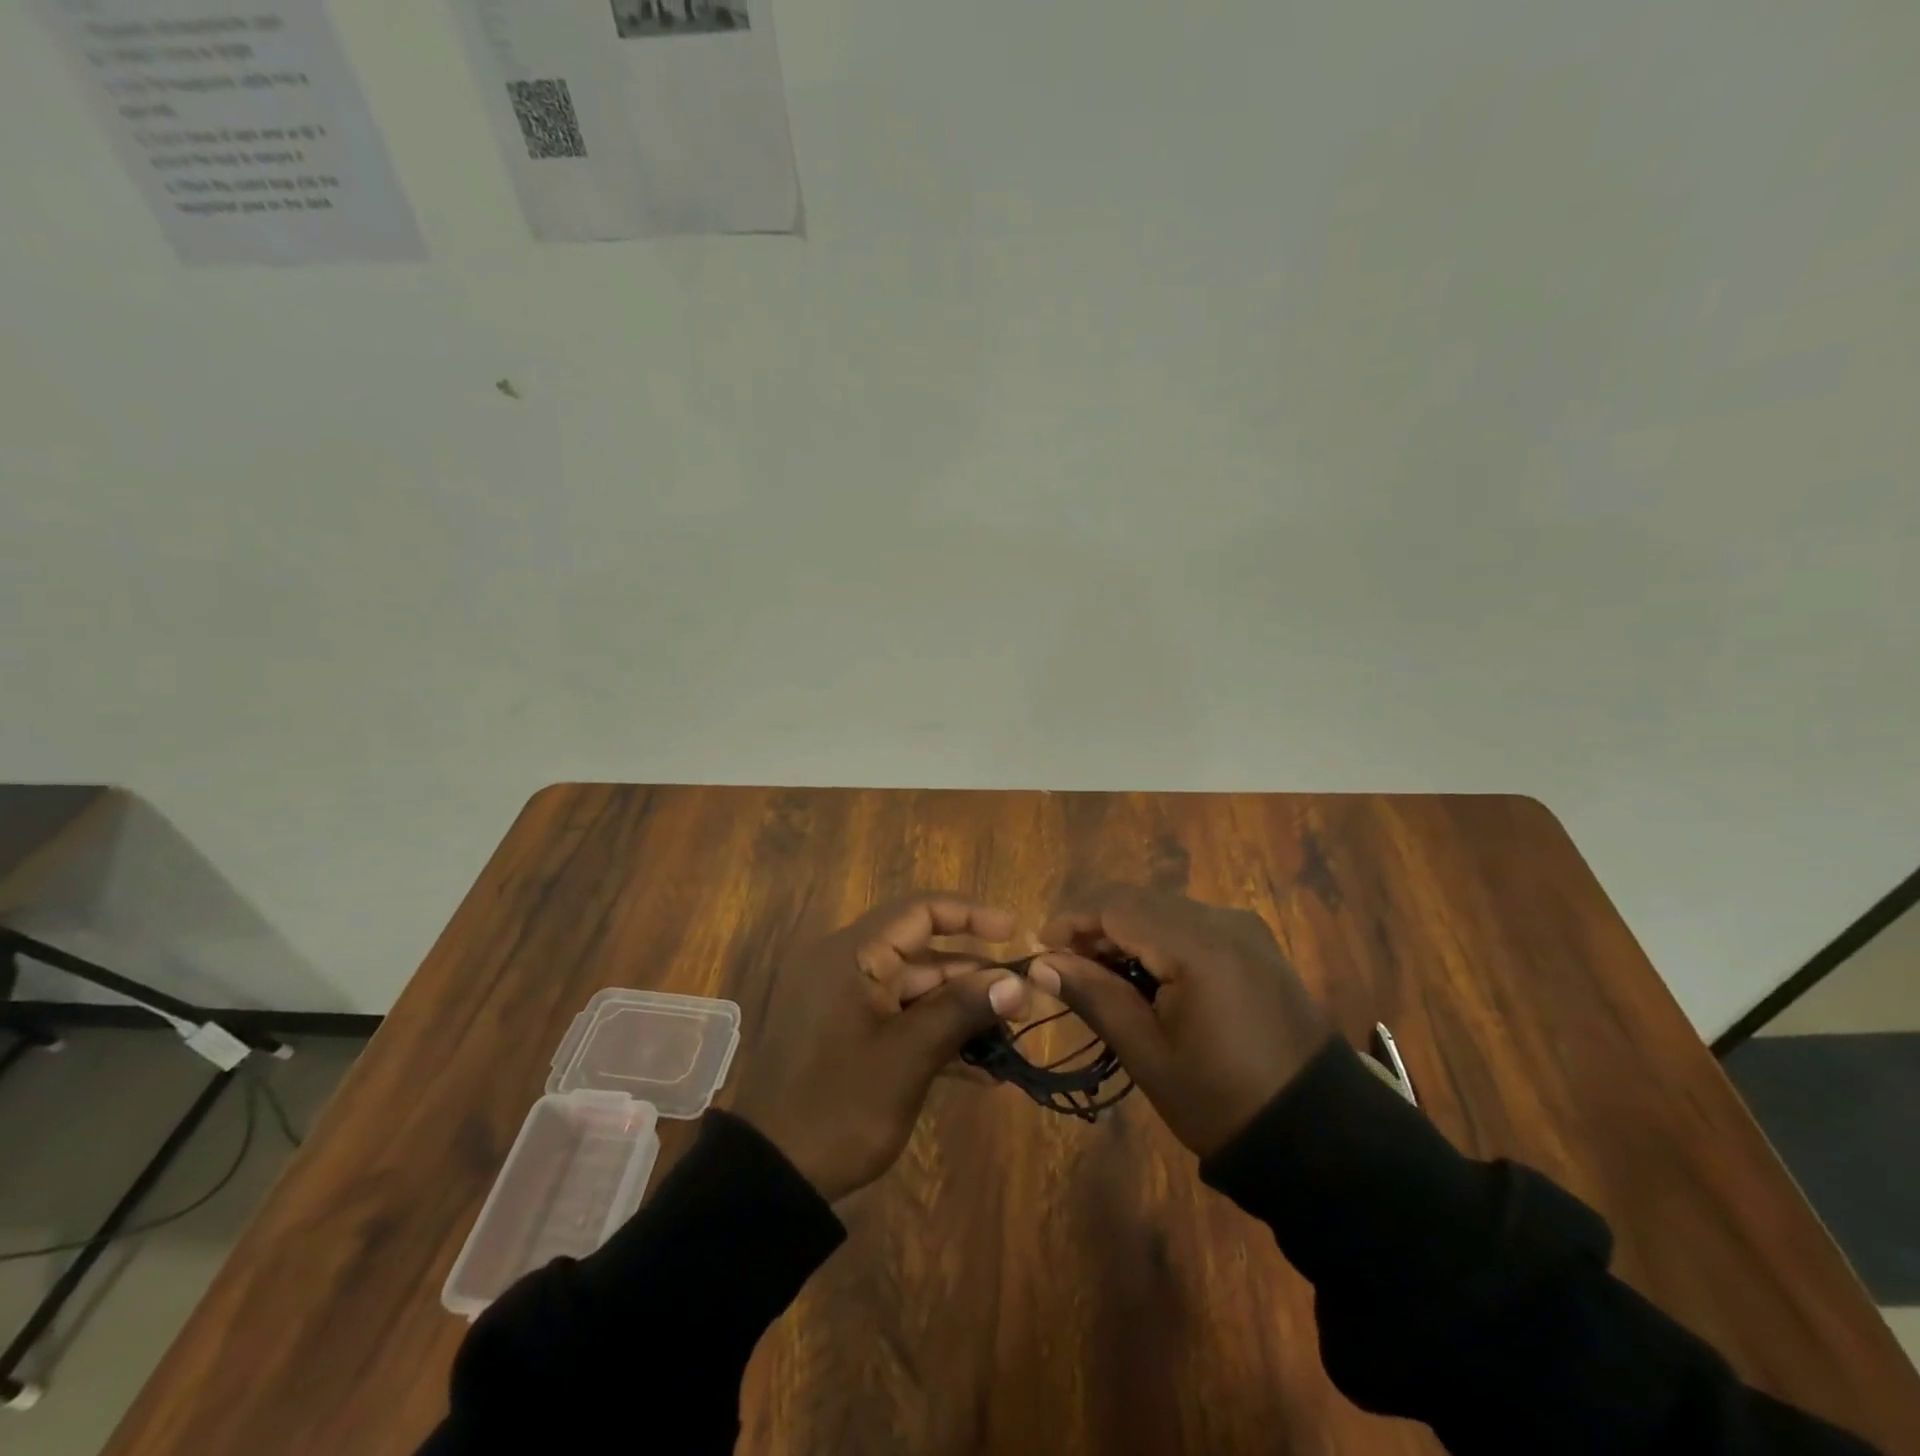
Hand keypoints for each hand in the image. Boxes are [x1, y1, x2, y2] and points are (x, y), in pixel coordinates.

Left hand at [732, 895, 1033, 1201]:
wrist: (771, 1177)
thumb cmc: (839, 1105)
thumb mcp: (908, 1056)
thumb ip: (962, 1010)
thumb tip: (1019, 982)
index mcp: (852, 955)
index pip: (919, 911)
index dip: (970, 915)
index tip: (1014, 934)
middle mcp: (847, 966)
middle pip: (922, 953)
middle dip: (974, 977)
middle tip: (1024, 1002)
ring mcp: (846, 1003)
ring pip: (916, 991)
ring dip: (960, 1012)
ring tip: (1010, 1039)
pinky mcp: (848, 1035)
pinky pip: (900, 1020)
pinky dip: (935, 1037)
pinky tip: (981, 1071)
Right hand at [1031, 885, 1331, 1157]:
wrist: (1320, 1135)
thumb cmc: (1222, 1100)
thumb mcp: (1148, 1053)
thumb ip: (1094, 996)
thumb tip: (1041, 963)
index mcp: (1197, 945)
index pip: (1115, 905)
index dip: (1070, 919)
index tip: (1039, 949)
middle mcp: (1222, 920)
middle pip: (1138, 900)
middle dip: (1094, 925)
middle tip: (1065, 967)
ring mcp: (1244, 929)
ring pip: (1163, 908)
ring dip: (1125, 930)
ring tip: (1098, 974)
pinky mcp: (1255, 944)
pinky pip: (1191, 924)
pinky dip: (1157, 938)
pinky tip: (1144, 973)